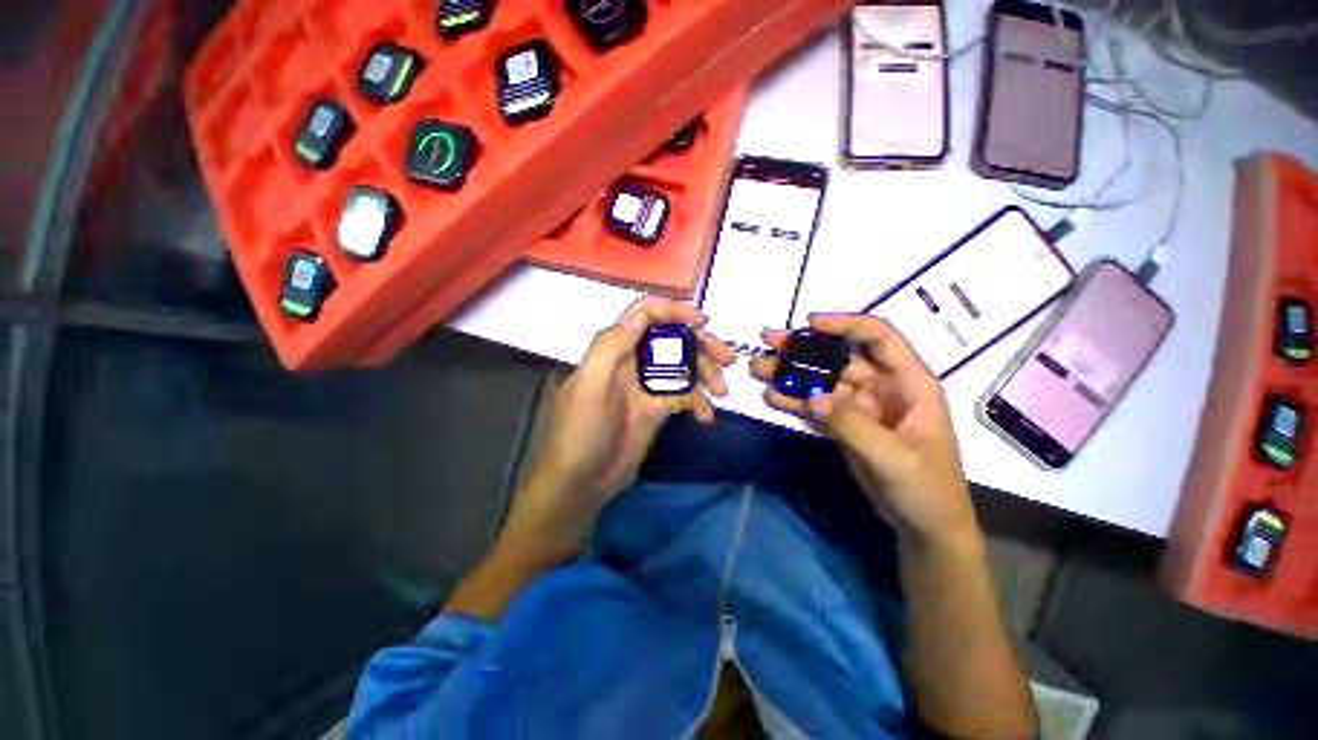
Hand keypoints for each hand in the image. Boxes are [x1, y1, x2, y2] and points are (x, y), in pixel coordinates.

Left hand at [505, 297, 734, 561]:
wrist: (580, 484)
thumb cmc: (579, 433)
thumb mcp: (589, 386)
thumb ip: (610, 346)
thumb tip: (643, 316)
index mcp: (614, 349)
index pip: (645, 314)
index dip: (674, 311)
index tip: (703, 323)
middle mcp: (633, 361)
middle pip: (672, 340)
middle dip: (702, 345)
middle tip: (728, 361)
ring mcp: (646, 385)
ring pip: (684, 367)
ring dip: (706, 375)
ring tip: (722, 392)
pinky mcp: (657, 408)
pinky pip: (685, 395)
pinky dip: (699, 402)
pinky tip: (706, 417)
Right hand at [750, 313, 975, 544]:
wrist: (925, 526)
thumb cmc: (926, 489)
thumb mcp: (894, 458)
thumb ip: (852, 425)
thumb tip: (812, 397)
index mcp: (910, 382)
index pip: (879, 337)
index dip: (846, 324)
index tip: (810, 322)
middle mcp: (883, 386)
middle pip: (840, 355)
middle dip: (804, 346)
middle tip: (768, 340)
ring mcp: (860, 405)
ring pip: (822, 379)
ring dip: (791, 372)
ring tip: (758, 368)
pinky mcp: (845, 423)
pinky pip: (816, 404)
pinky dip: (794, 399)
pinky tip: (772, 396)